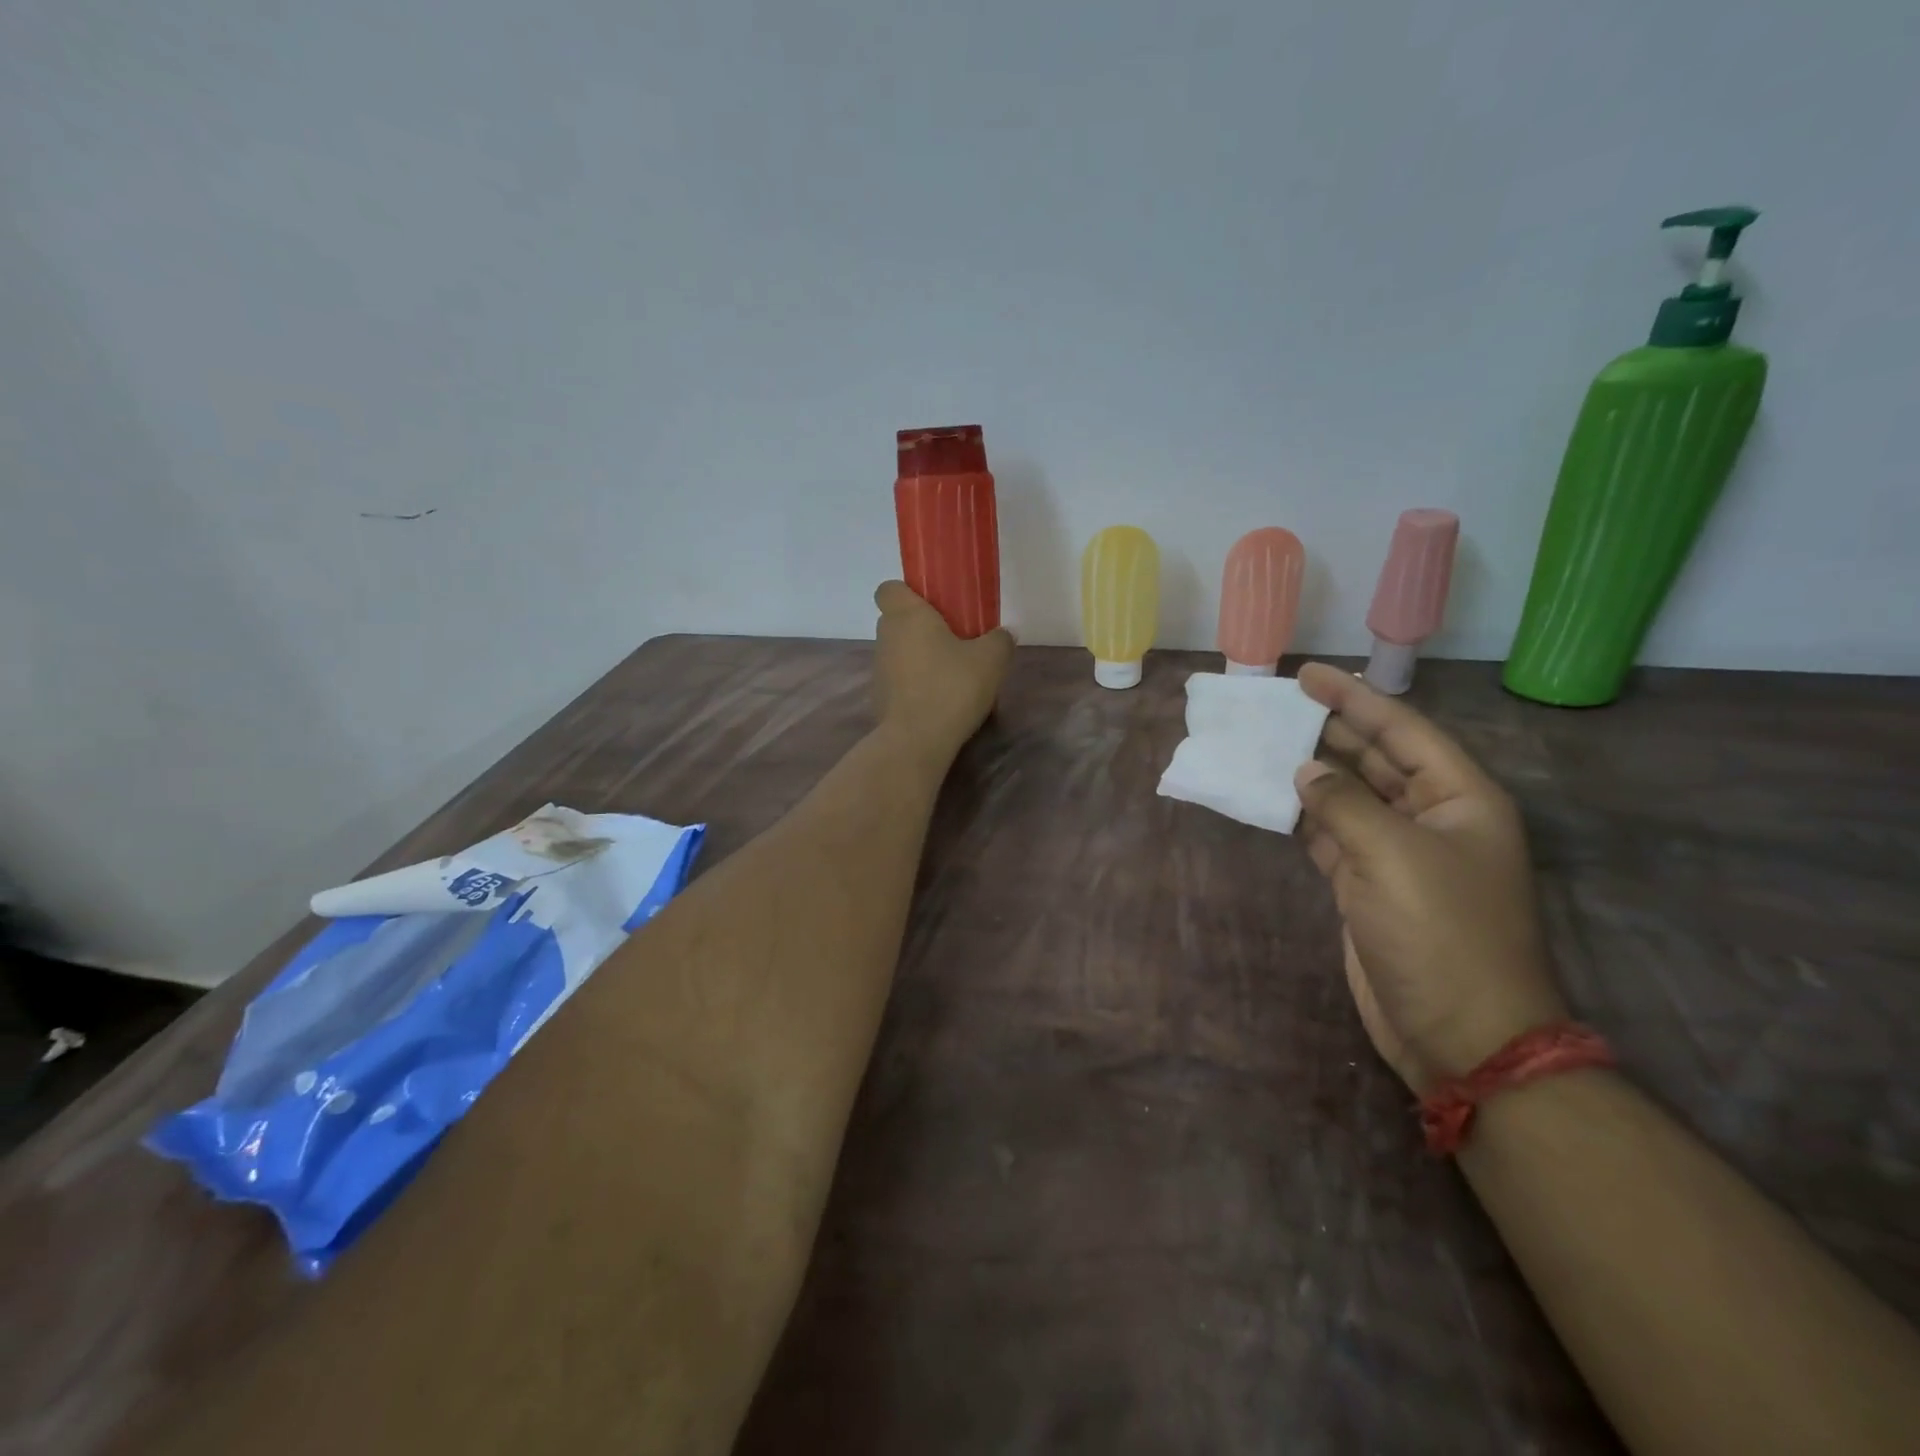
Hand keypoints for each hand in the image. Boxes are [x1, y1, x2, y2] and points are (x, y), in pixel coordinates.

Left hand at [871, 582, 1014, 762]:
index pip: (889, 589)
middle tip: (955, 641)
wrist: (917, 741)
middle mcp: (886, 637)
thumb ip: (1000, 640)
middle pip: (897, 621)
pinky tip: (941, 702)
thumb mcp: (992, 659)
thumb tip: (1002, 635)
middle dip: (922, 628)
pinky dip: (915, 685)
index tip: (934, 606)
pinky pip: (899, 681)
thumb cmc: (952, 687)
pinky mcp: (879, 699)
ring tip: (952, 677)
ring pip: (899, 653)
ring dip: (920, 658)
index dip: (908, 593)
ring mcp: (879, 670)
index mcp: (906, 616)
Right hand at [1293, 663, 1567, 1091]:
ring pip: (1350, 796)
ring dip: (1311, 772)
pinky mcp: (1369, 886)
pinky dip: (1303, 817)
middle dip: (1330, 729)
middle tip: (1275, 706)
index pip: (1402, 730)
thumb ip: (1343, 804)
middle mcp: (1432, 818)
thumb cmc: (1441, 934)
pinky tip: (1271, 798)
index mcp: (1459, 799)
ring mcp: (1398, 854)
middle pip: (1375, 758)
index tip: (1306, 674)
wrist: (1461, 1034)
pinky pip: (1331, 836)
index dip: (1354, 698)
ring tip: (1263, 743)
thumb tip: (1305, 771)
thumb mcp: (1393, 857)